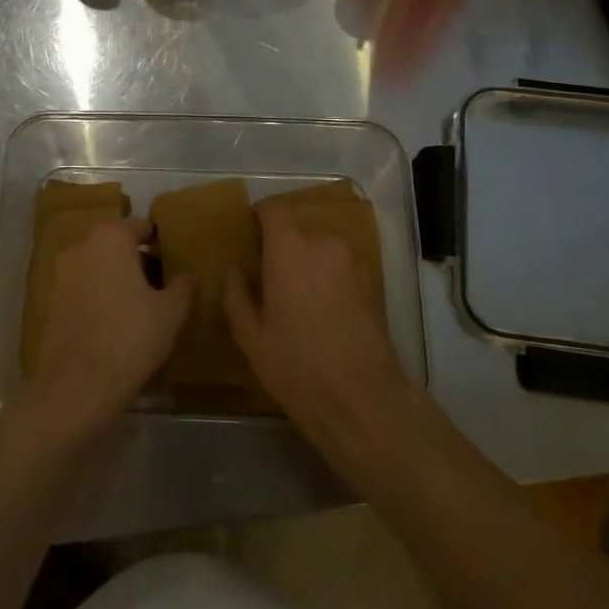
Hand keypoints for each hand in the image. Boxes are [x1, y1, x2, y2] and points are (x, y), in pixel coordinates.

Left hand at [29, 217, 191, 431]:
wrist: (77, 386)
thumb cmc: (131, 337)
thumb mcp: (172, 312)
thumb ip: (183, 286)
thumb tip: (186, 276)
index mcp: (111, 238)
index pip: (141, 226)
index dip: (160, 241)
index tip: (173, 259)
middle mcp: (81, 247)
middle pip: (117, 245)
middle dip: (138, 260)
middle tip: (162, 285)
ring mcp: (61, 275)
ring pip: (98, 267)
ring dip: (117, 279)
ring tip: (141, 306)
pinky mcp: (51, 302)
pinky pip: (83, 289)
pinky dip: (99, 297)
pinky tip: (116, 323)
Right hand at [223, 207, 415, 452]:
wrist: (363, 400)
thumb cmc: (297, 365)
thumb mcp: (251, 335)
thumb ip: (237, 293)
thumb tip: (234, 268)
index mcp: (290, 249)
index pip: (274, 209)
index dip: (260, 215)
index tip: (249, 234)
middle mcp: (324, 244)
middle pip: (299, 229)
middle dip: (283, 246)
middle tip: (269, 276)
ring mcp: (354, 262)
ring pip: (322, 249)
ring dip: (308, 262)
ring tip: (297, 297)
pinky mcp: (373, 283)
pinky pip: (342, 267)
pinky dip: (329, 277)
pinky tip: (322, 311)